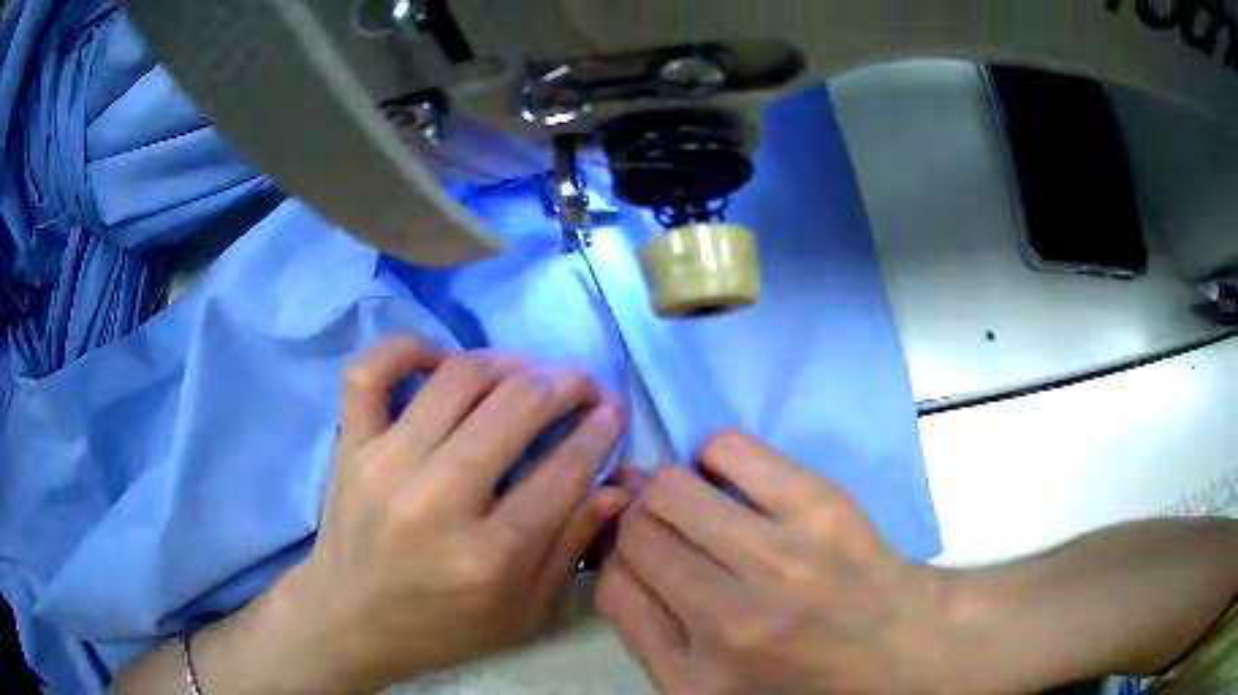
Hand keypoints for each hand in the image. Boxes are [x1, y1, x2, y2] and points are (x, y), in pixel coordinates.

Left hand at [272, 336, 628, 692]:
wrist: (349, 621)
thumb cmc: (443, 628)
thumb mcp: (523, 611)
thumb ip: (571, 547)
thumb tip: (614, 486)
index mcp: (489, 555)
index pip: (564, 470)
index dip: (600, 431)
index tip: (613, 411)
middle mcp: (438, 500)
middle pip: (517, 407)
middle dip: (567, 384)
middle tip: (583, 386)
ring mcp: (385, 463)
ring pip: (459, 377)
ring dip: (509, 361)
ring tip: (528, 373)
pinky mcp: (350, 445)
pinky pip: (373, 370)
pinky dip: (411, 348)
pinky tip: (443, 361)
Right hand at [596, 431, 961, 694]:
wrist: (898, 645)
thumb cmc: (799, 674)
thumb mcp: (707, 685)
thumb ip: (645, 629)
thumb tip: (615, 553)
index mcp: (699, 674)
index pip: (612, 586)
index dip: (614, 558)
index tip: (634, 551)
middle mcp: (734, 620)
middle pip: (637, 532)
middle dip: (638, 522)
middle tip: (665, 527)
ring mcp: (782, 557)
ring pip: (671, 487)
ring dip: (669, 490)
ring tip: (698, 507)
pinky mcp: (821, 505)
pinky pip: (726, 449)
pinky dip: (713, 458)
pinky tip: (733, 485)